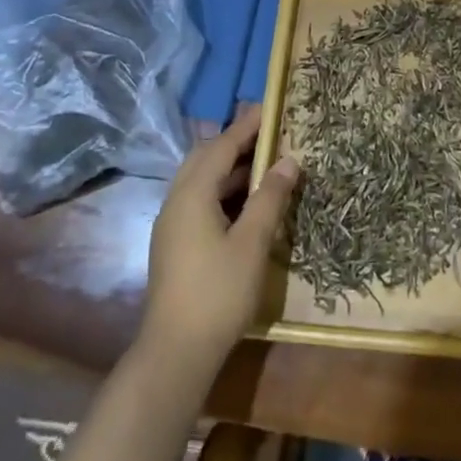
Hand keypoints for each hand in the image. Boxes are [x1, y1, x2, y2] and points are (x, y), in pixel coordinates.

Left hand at [142, 104, 300, 374]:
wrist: (175, 352)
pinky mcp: (175, 244)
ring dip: (230, 167)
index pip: (222, 146)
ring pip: (201, 180)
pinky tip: (247, 201)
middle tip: (270, 134)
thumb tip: (289, 161)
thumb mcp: (252, 242)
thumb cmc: (218, 292)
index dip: (247, 126)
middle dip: (236, 142)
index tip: (271, 108)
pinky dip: (224, 189)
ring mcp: (172, 224)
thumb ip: (270, 198)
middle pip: (205, 157)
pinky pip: (199, 199)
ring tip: (266, 163)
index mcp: (192, 194)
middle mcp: (176, 201)